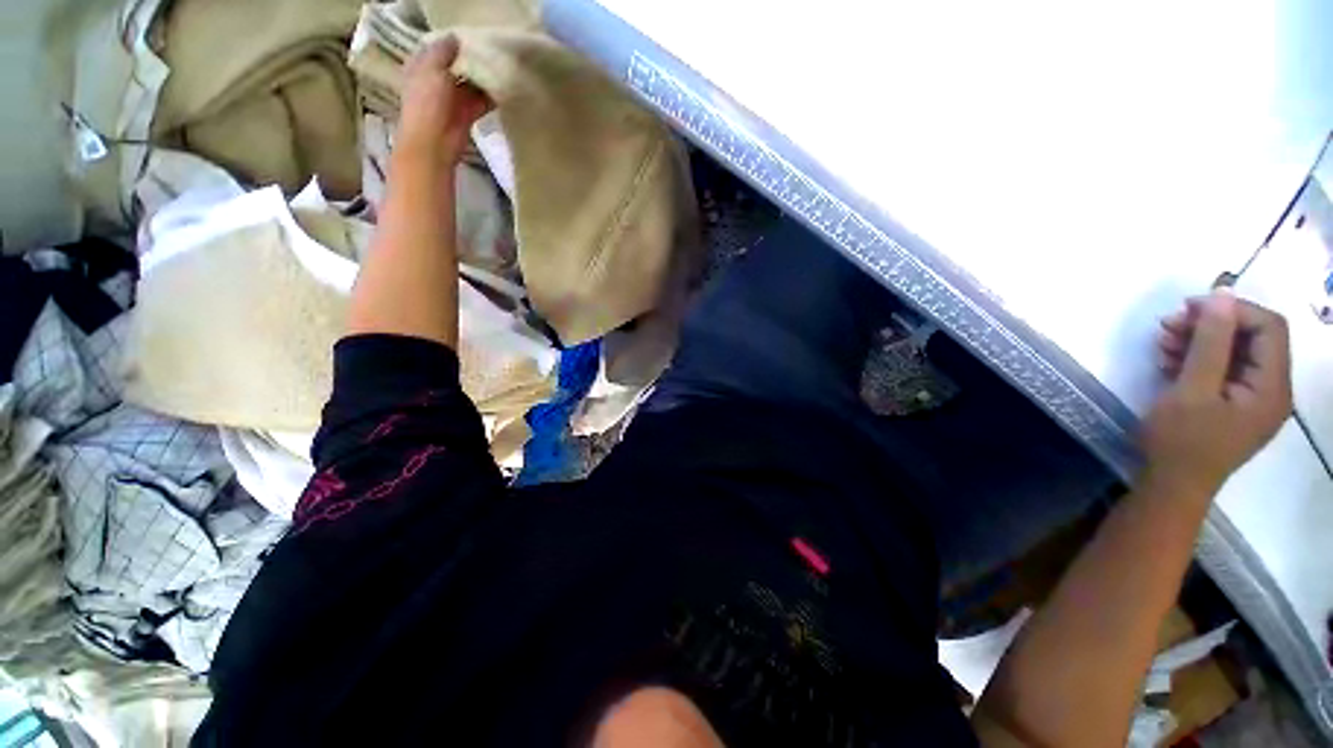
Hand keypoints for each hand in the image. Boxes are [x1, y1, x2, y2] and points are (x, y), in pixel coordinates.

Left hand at [397, 35, 491, 165]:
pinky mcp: (468, 114)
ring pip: (471, 83)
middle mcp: (437, 80)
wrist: (434, 141)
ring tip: (501, 65)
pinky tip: (504, 87)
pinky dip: (492, 96)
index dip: (452, 41)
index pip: (437, 48)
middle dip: (472, 59)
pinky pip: (482, 101)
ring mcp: (453, 98)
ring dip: (484, 77)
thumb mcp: (431, 68)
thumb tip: (456, 38)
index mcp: (422, 66)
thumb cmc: (426, 102)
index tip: (471, 34)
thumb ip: (443, 51)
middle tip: (491, 48)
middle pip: (457, 65)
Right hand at [1143, 288, 1291, 496]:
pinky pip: (1223, 371)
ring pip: (1234, 353)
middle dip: (1211, 326)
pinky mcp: (1233, 406)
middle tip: (1168, 325)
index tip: (1188, 308)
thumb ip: (1211, 342)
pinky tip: (1169, 361)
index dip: (1232, 310)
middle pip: (1251, 338)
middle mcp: (1271, 390)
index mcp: (1272, 387)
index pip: (1269, 328)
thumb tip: (1222, 295)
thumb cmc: (1181, 441)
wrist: (1170, 486)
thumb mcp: (1192, 389)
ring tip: (1162, 343)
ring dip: (1199, 341)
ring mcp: (1253, 399)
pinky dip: (1197, 359)